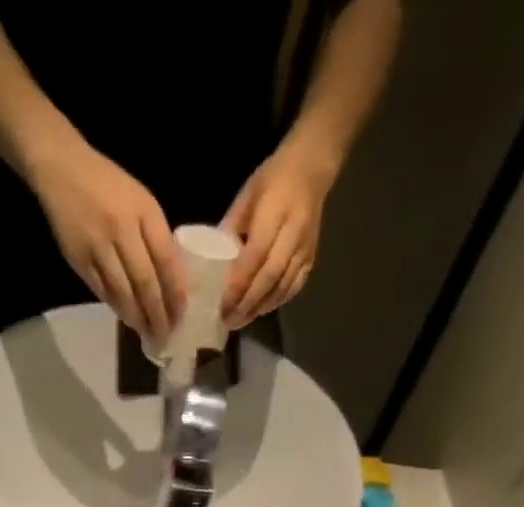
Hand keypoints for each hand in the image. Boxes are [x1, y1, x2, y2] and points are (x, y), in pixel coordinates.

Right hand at [29, 141, 184, 346]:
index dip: (175, 292)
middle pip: (145, 283)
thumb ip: (157, 237)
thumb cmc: (109, 186)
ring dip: (138, 318)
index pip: (166, 260)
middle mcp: (121, 229)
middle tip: (166, 336)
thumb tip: (174, 282)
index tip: (182, 316)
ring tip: (148, 334)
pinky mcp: (79, 259)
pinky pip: (102, 291)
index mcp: (143, 211)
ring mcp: (98, 246)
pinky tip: (127, 319)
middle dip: (158, 314)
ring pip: (123, 293)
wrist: (62, 168)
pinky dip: (117, 307)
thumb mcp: (141, 202)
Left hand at [220, 142, 336, 330]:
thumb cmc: (272, 180)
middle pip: (269, 277)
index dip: (238, 283)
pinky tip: (260, 309)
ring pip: (282, 286)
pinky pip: (294, 286)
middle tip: (228, 320)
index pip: (255, 255)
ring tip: (241, 320)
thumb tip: (211, 261)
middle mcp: (293, 232)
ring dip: (260, 307)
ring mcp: (305, 247)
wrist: (312, 169)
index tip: (221, 303)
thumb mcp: (246, 196)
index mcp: (275, 211)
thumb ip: (230, 228)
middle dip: (247, 302)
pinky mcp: (311, 257)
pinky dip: (276, 301)